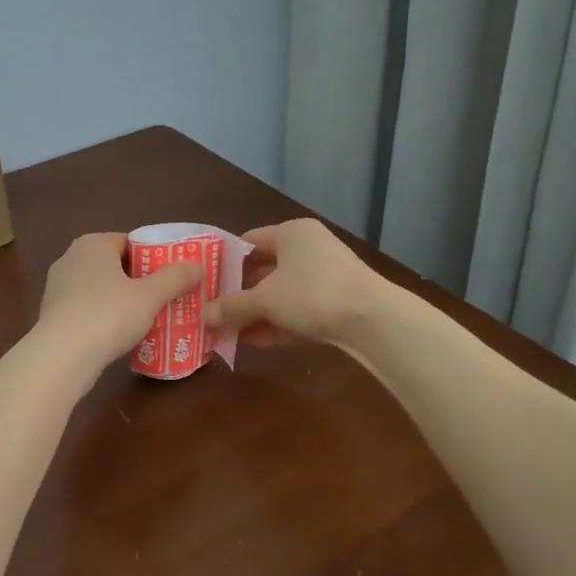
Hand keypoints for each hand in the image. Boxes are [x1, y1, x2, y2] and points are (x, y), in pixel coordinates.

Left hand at [33, 233, 200, 379]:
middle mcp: (71, 258)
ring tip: (148, 318)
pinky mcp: (52, 314)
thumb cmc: (108, 315)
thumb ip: (175, 278)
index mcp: (92, 244)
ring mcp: (58, 287)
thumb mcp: (150, 296)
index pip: (130, 242)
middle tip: (165, 298)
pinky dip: (104, 317)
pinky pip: (87, 308)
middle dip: (139, 280)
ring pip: (100, 288)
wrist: (62, 356)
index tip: (172, 276)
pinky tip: (120, 335)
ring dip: (121, 301)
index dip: (154, 257)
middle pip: (115, 265)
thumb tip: (198, 265)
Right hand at [203, 218, 381, 344]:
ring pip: (282, 292)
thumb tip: (203, 315)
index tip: (206, 282)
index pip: (250, 241)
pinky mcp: (337, 301)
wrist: (372, 320)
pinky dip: (279, 323)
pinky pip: (299, 309)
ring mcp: (326, 275)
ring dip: (258, 313)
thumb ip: (232, 306)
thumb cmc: (312, 294)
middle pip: (265, 269)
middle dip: (240, 294)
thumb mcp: (265, 300)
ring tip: (230, 332)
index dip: (226, 261)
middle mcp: (310, 247)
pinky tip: (257, 342)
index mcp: (292, 232)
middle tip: (215, 311)